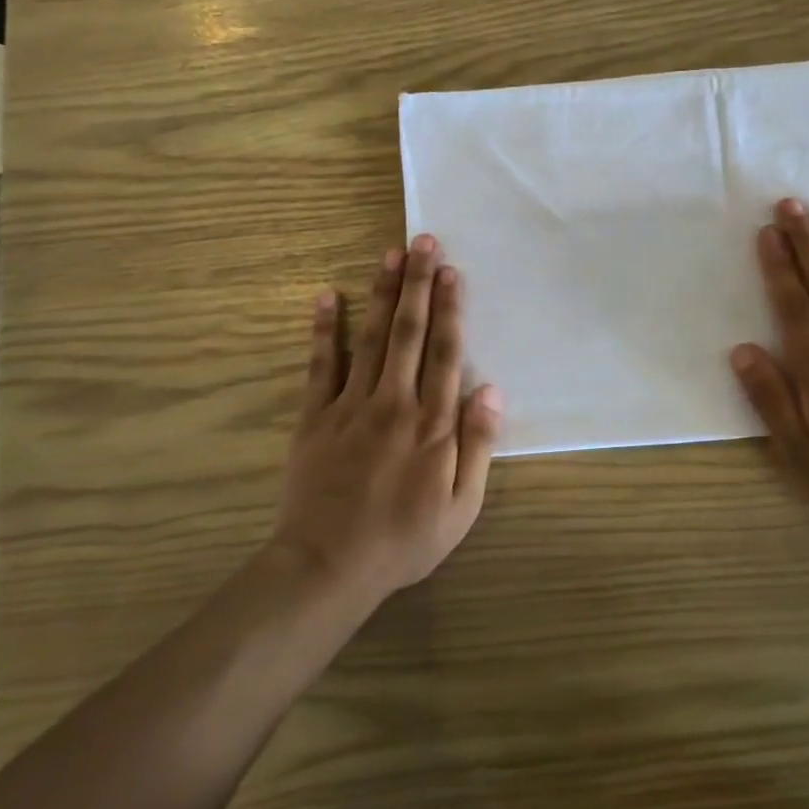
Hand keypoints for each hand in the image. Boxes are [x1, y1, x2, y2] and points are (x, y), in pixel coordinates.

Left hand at [273, 235, 501, 598]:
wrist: (329, 567)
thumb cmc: (405, 539)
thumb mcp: (462, 506)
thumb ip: (478, 445)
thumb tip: (493, 390)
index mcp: (433, 423)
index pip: (446, 353)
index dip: (451, 308)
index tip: (451, 271)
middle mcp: (395, 402)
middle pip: (410, 333)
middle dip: (418, 285)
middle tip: (422, 242)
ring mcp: (351, 406)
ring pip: (371, 338)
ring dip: (382, 294)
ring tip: (389, 255)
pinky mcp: (315, 417)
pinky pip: (320, 366)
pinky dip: (324, 330)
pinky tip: (327, 296)